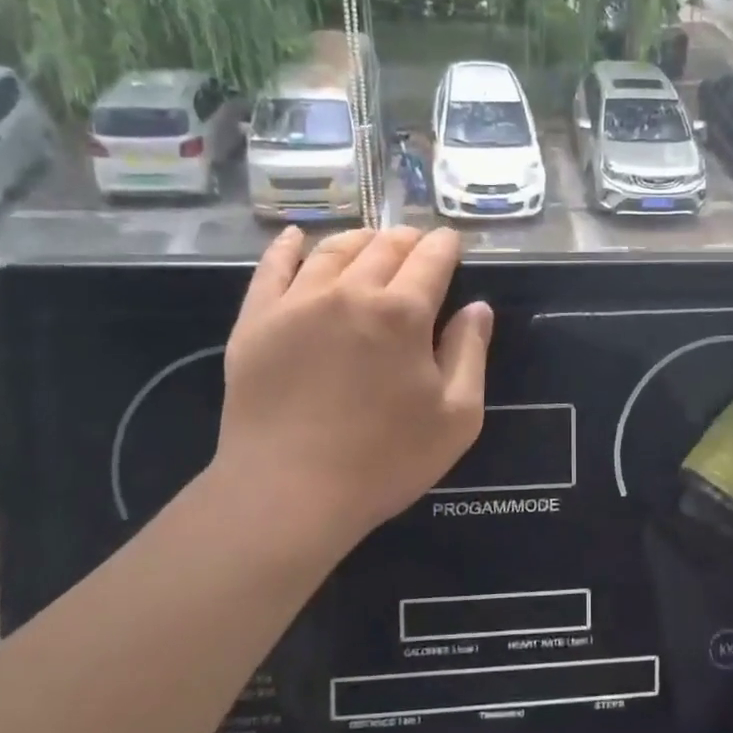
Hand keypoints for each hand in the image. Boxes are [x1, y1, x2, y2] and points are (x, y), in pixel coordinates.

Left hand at [209, 225, 491, 548]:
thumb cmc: (385, 460)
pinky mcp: (256, 321)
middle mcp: (350, 292)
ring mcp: (297, 303)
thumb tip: (477, 308)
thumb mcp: (457, 416)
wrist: (288, 494)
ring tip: (370, 243)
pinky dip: (288, 246)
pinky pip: (271, 268)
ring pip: (332, 250)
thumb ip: (471, 352)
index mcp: (403, 312)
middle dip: (408, 240)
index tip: (452, 244)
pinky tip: (297, 237)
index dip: (446, 245)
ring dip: (360, 240)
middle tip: (417, 246)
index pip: (431, 257)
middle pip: (384, 246)